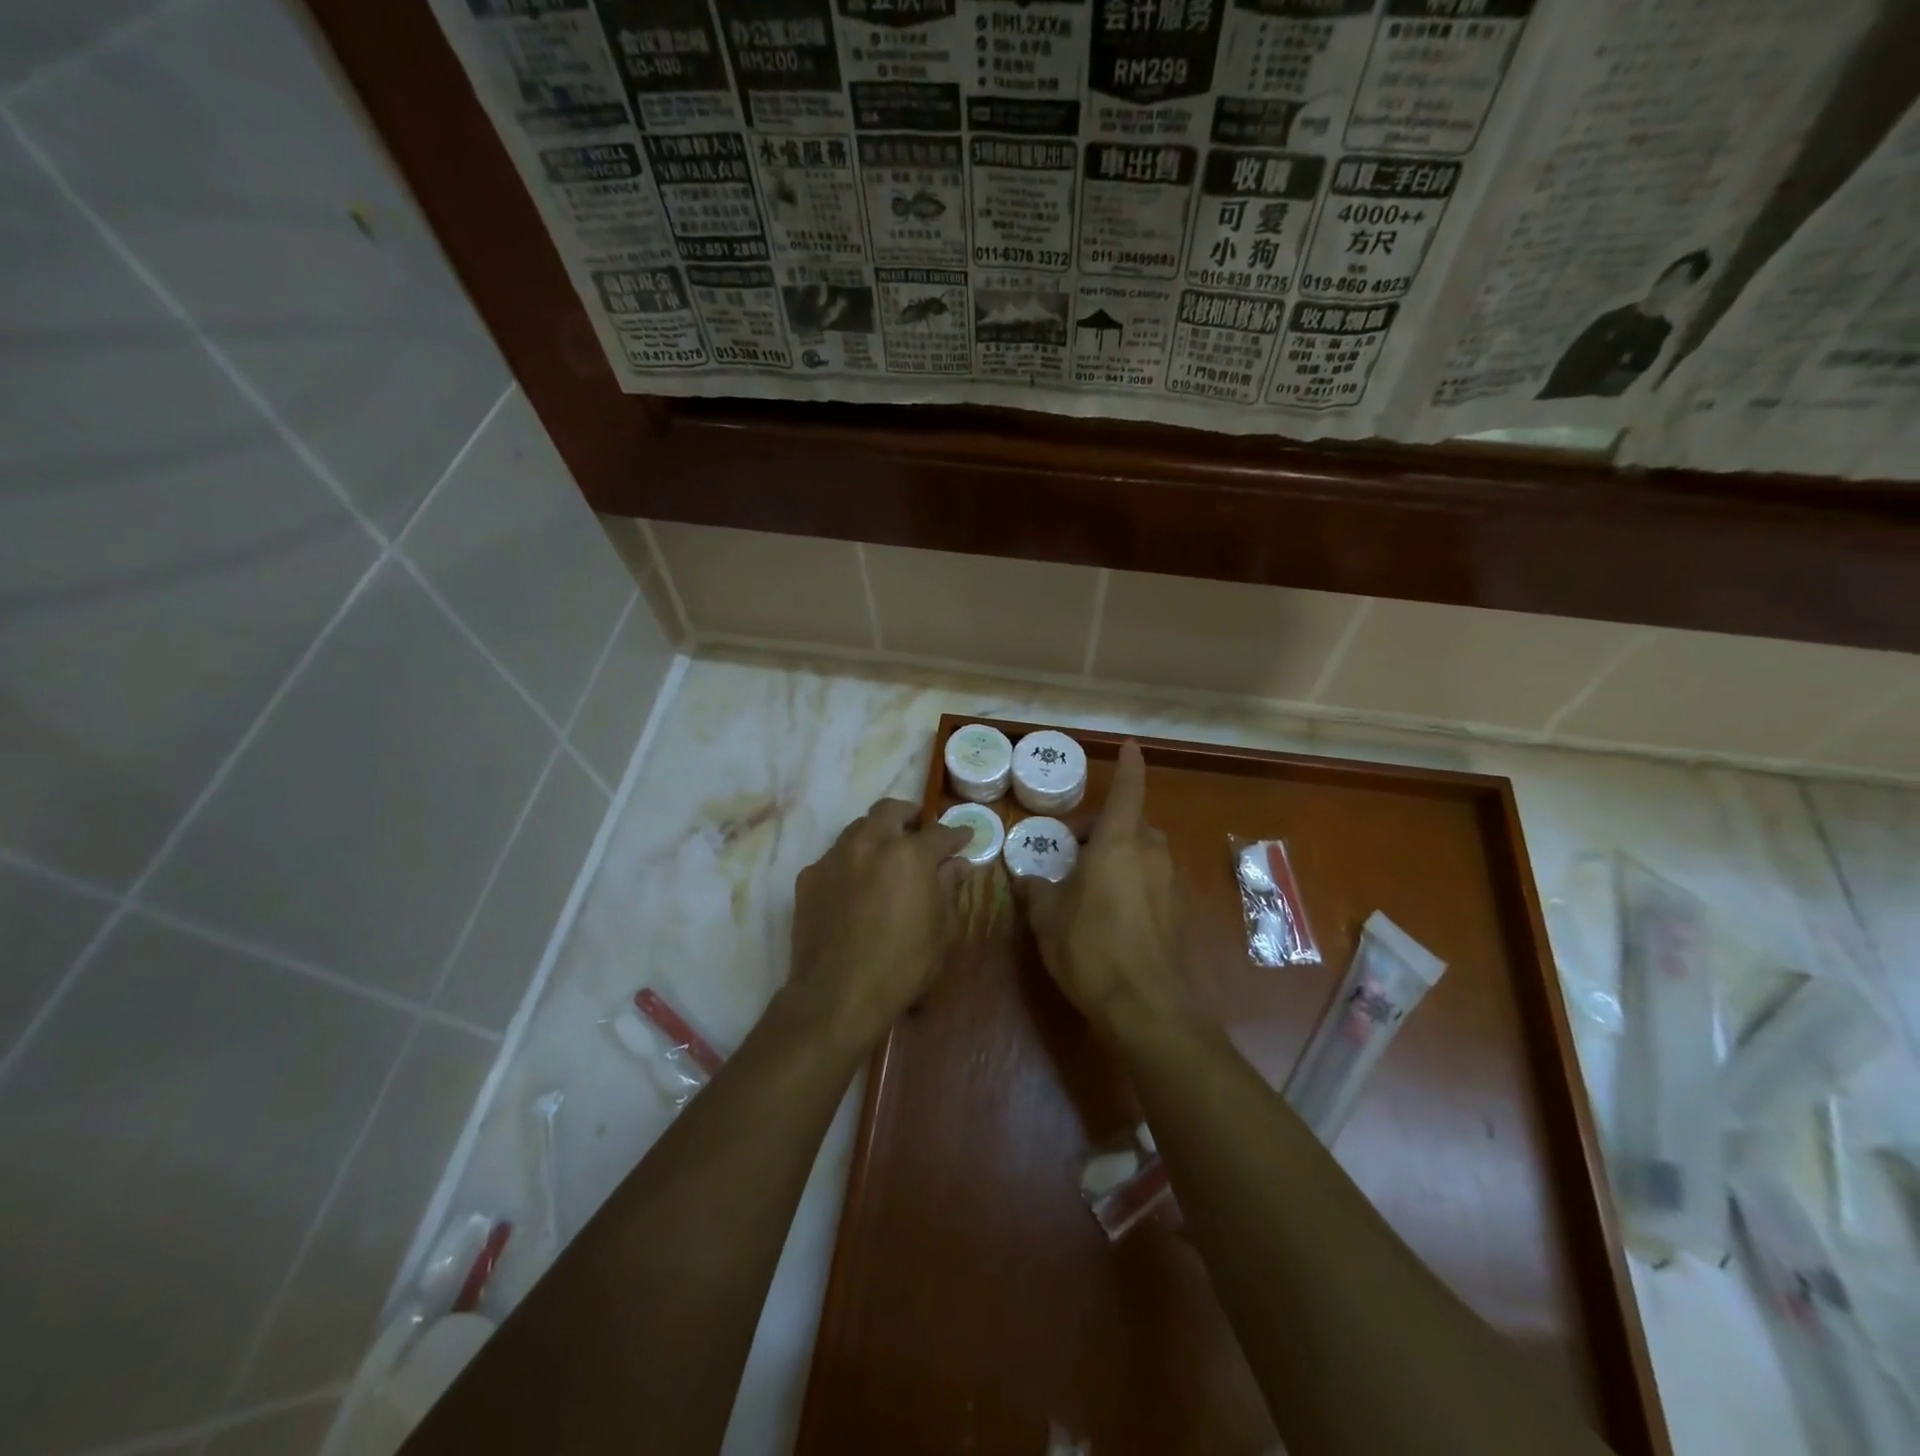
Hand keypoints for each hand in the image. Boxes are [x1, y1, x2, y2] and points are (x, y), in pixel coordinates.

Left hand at [787, 798, 971, 1052]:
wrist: (836, 996)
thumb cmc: (901, 967)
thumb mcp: (941, 930)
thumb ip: (949, 888)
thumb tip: (956, 864)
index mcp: (909, 855)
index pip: (939, 833)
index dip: (956, 834)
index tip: (965, 838)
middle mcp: (870, 844)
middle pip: (891, 810)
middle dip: (910, 816)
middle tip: (920, 833)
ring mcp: (834, 857)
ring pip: (859, 828)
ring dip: (878, 834)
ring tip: (887, 856)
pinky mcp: (809, 877)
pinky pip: (836, 856)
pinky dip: (852, 862)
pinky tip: (857, 886)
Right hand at [1016, 742, 1184, 1031]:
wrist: (1147, 1007)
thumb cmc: (1091, 948)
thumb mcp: (1048, 918)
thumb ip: (1035, 891)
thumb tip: (1024, 877)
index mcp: (1117, 844)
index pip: (1128, 792)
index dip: (1129, 767)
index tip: (1132, 746)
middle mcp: (1149, 854)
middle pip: (1133, 824)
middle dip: (1106, 825)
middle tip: (1074, 845)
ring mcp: (1168, 883)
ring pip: (1144, 852)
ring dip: (1119, 853)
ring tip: (1088, 879)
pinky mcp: (1176, 912)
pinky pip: (1151, 879)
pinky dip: (1131, 879)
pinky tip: (1108, 910)